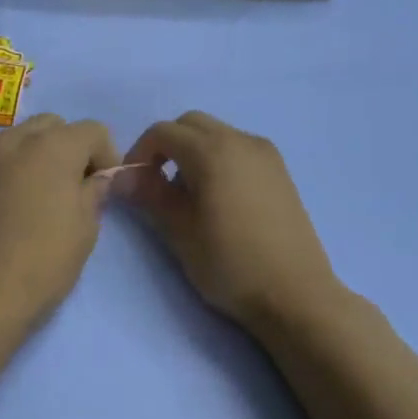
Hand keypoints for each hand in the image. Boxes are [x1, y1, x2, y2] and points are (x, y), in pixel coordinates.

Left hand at [0, 114, 118, 330]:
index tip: (106, 187)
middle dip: (72, 148)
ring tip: (48, 196)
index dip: (107, 155)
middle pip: (54, 126)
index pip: (92, 130)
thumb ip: (94, 192)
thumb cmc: (43, 261)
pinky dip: (18, 168)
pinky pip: (3, 159)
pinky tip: (21, 205)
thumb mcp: (85, 228)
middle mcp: (16, 141)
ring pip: (24, 138)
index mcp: (52, 146)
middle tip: (78, 187)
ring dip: (42, 155)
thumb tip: (96, 178)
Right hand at [120, 112, 341, 334]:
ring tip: (187, 196)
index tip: (133, 184)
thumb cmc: (230, 264)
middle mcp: (241, 140)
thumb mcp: (179, 231)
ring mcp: (265, 154)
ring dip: (192, 152)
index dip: (139, 153)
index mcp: (212, 151)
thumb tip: (121, 176)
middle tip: (155, 184)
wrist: (296, 294)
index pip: (162, 132)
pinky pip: (238, 149)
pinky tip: (218, 199)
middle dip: (166, 146)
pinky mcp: (280, 171)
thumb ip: (149, 195)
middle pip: (191, 124)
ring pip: (216, 134)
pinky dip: (218, 159)